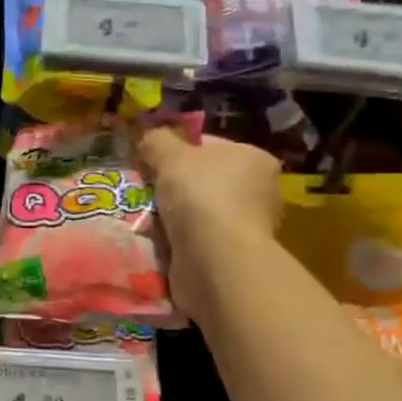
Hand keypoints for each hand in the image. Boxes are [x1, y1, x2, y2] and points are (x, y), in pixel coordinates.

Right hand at [135, 128, 282, 320]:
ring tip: (144, 215)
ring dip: (172, 214)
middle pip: (202, 179)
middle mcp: (259, 191)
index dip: (176, 150)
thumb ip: (156, 141)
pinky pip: (196, 238)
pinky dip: (177, 239)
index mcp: (254, 159)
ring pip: (196, 210)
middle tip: (142, 188)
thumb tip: (147, 140)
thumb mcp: (170, 155)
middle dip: (172, 185)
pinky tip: (157, 238)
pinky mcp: (233, 255)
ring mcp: (248, 226)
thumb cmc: (200, 196)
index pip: (208, 146)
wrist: (215, 260)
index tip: (150, 161)